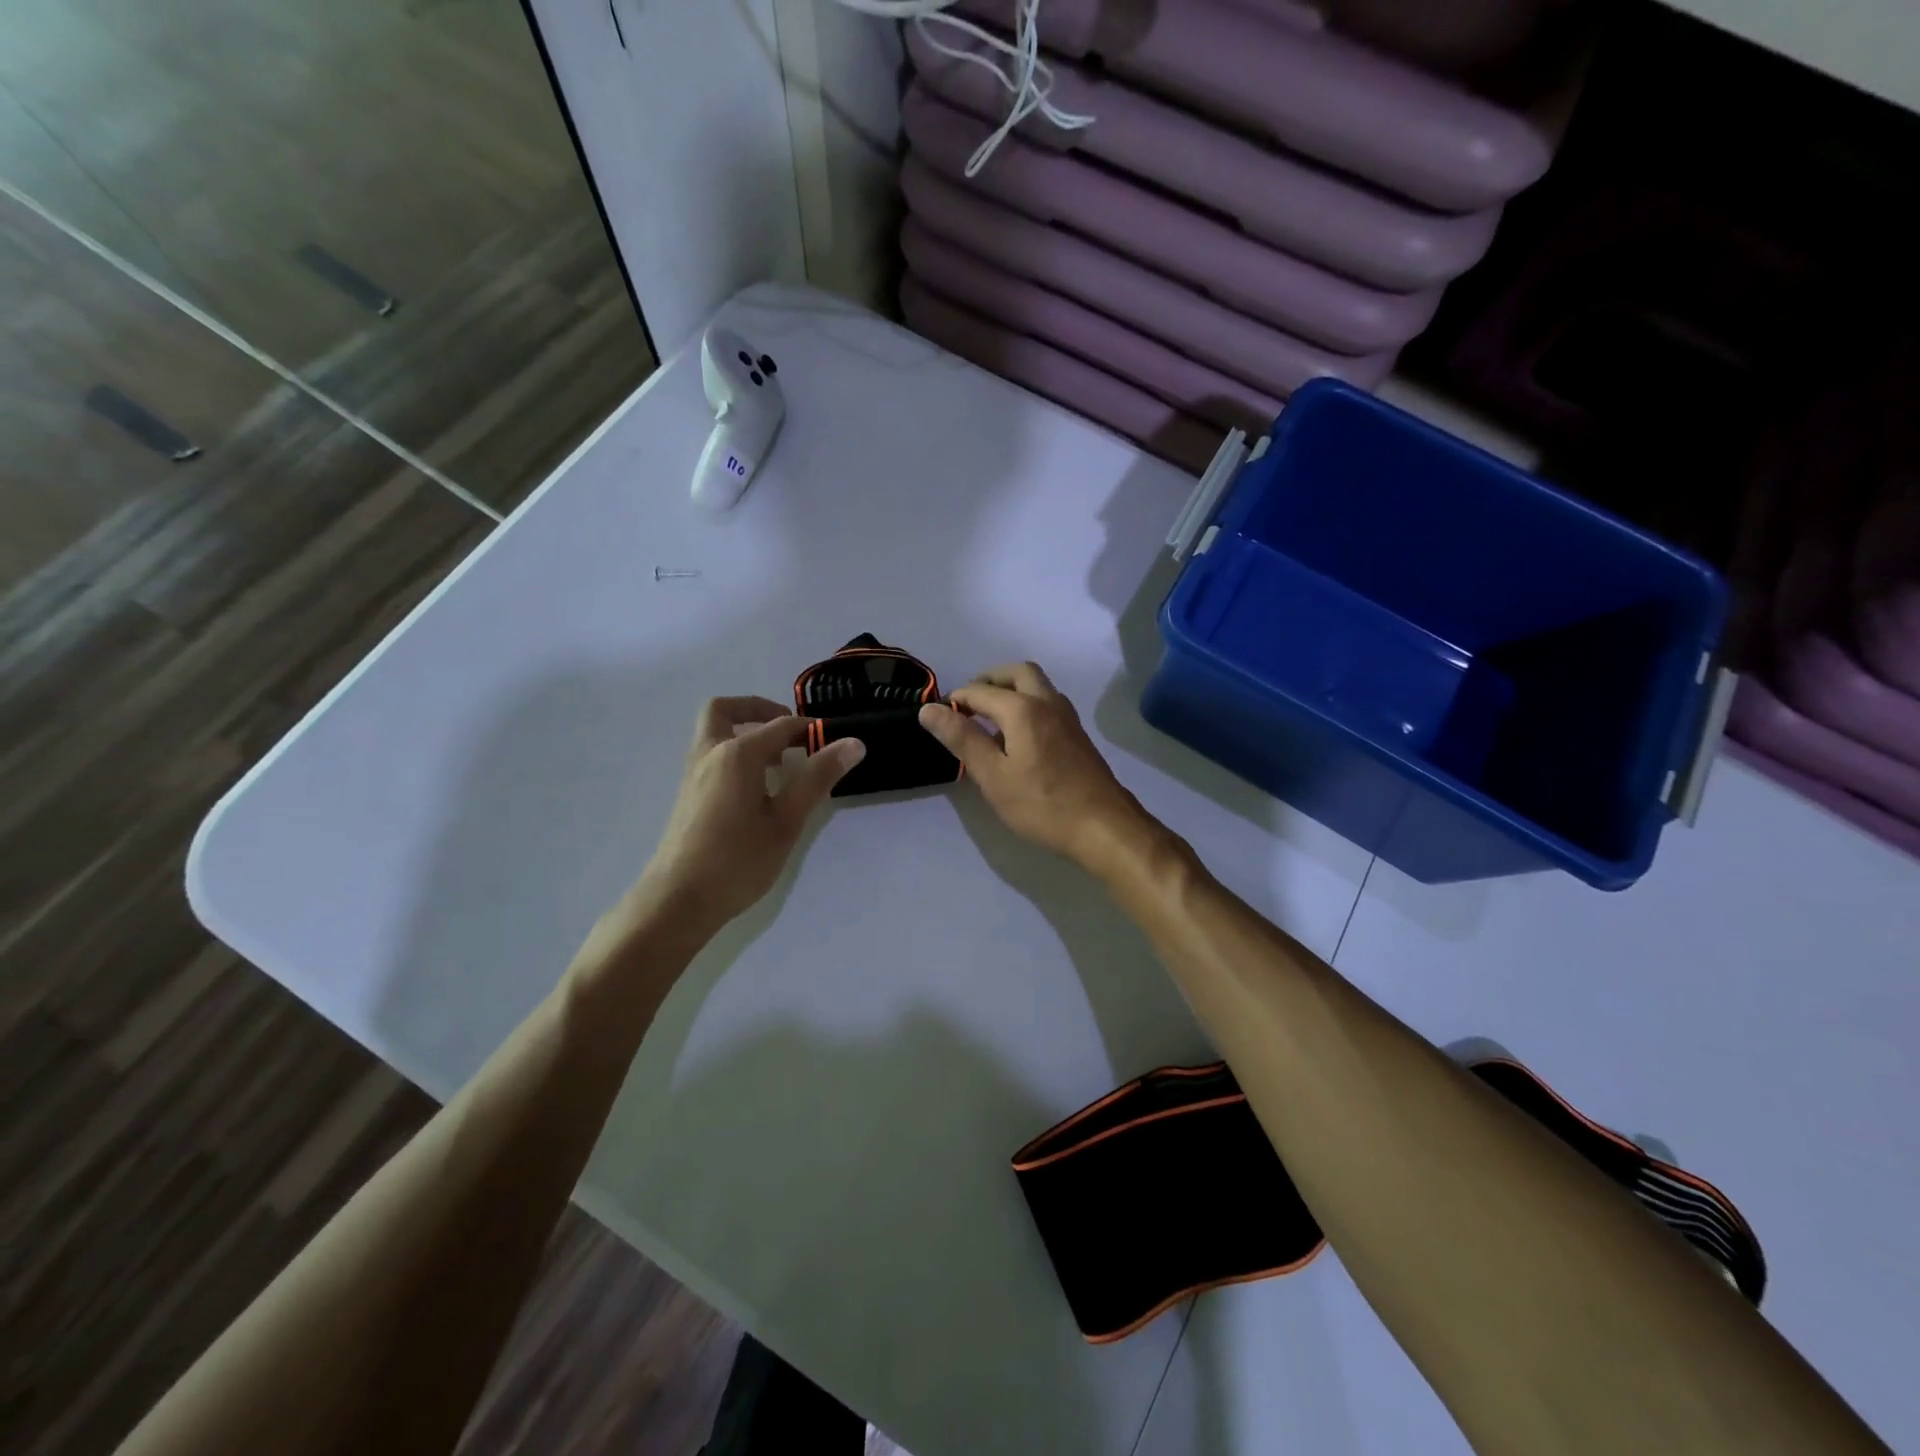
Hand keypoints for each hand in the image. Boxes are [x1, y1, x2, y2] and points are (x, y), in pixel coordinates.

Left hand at [616, 697, 863, 947]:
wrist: (678, 900)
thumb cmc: (737, 861)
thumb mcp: (786, 821)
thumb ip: (817, 777)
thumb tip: (853, 743)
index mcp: (737, 754)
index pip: (781, 726)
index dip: (810, 730)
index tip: (835, 744)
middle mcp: (710, 753)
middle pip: (726, 710)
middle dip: (759, 710)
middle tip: (790, 733)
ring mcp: (694, 773)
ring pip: (715, 732)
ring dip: (746, 733)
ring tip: (781, 764)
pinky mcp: (689, 794)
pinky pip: (712, 755)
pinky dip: (735, 754)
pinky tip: (758, 790)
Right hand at [918, 662, 1161, 875]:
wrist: (1104, 826)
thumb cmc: (1042, 804)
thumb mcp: (993, 776)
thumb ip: (962, 739)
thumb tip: (929, 709)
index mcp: (1023, 708)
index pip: (979, 691)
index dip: (955, 701)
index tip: (938, 718)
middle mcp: (1047, 702)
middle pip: (1016, 672)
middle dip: (988, 680)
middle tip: (967, 704)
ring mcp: (1067, 717)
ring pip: (1037, 685)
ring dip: (1011, 689)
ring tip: (989, 717)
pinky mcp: (1077, 734)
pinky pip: (1048, 702)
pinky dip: (1027, 703)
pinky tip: (1018, 735)